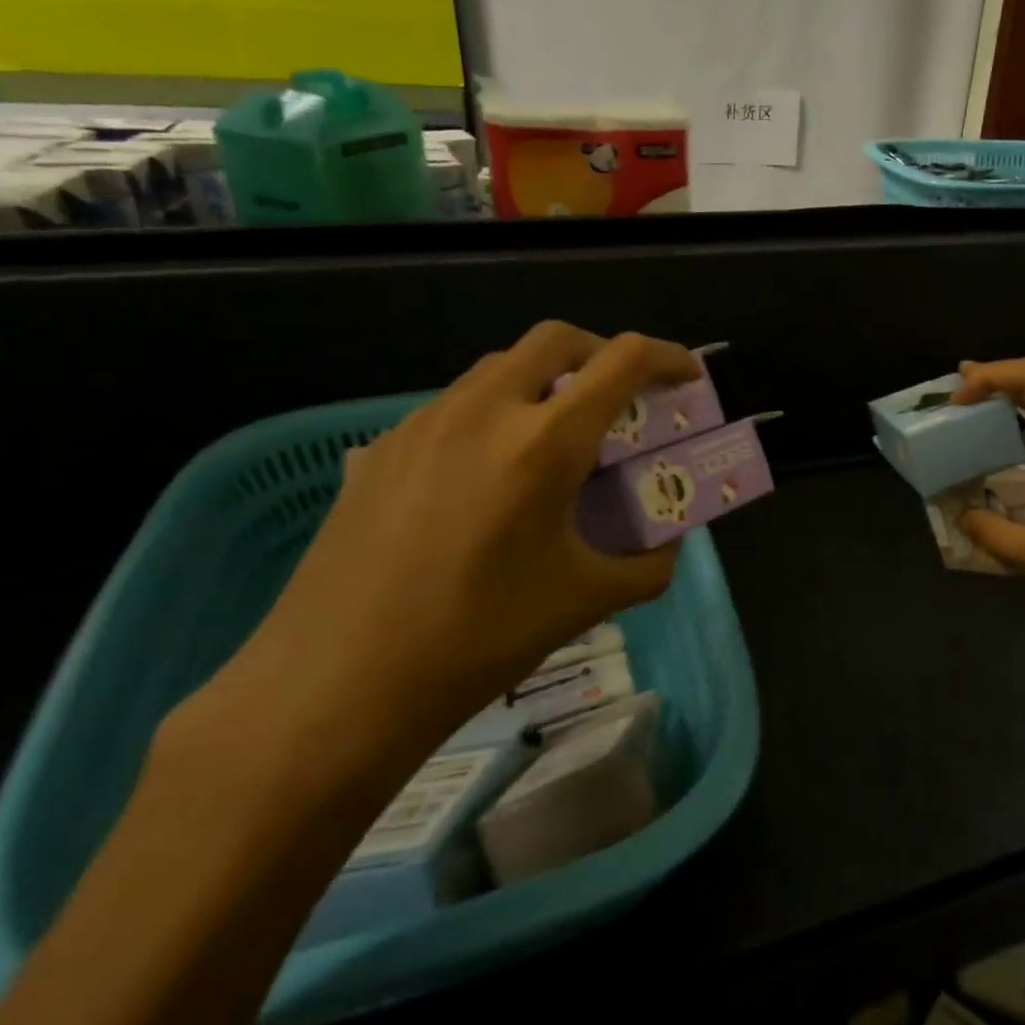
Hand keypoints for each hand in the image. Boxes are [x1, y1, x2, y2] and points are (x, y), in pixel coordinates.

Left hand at [210, 323, 698, 762]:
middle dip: (602, 354)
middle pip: (556, 340)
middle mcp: (485, 411)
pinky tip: (488, 477)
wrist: (338, 683)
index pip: (622, 362)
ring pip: (499, 367)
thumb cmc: (478, 638)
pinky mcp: (382, 449)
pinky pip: (454, 405)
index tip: (686, 376)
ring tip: (555, 439)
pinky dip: (494, 414)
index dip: (667, 357)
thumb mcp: (585, 600)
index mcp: (544, 442)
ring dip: (544, 382)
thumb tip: (667, 546)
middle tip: (621, 398)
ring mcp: (425, 424)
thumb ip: (648, 565)